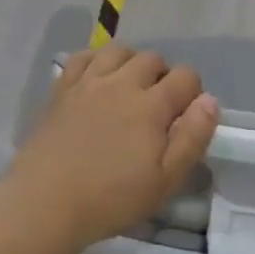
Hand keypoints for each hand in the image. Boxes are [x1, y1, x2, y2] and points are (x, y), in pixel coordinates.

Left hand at [8, 44, 218, 253]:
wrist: (45, 203)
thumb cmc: (111, 199)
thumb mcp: (165, 181)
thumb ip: (192, 138)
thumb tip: (209, 101)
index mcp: (152, 105)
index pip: (186, 76)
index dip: (193, 92)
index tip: (186, 116)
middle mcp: (123, 83)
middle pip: (153, 58)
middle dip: (163, 76)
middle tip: (157, 107)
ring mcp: (89, 82)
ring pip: (118, 50)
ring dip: (130, 63)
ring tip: (129, 88)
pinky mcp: (62, 89)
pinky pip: (83, 57)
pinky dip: (96, 61)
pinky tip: (97, 81)